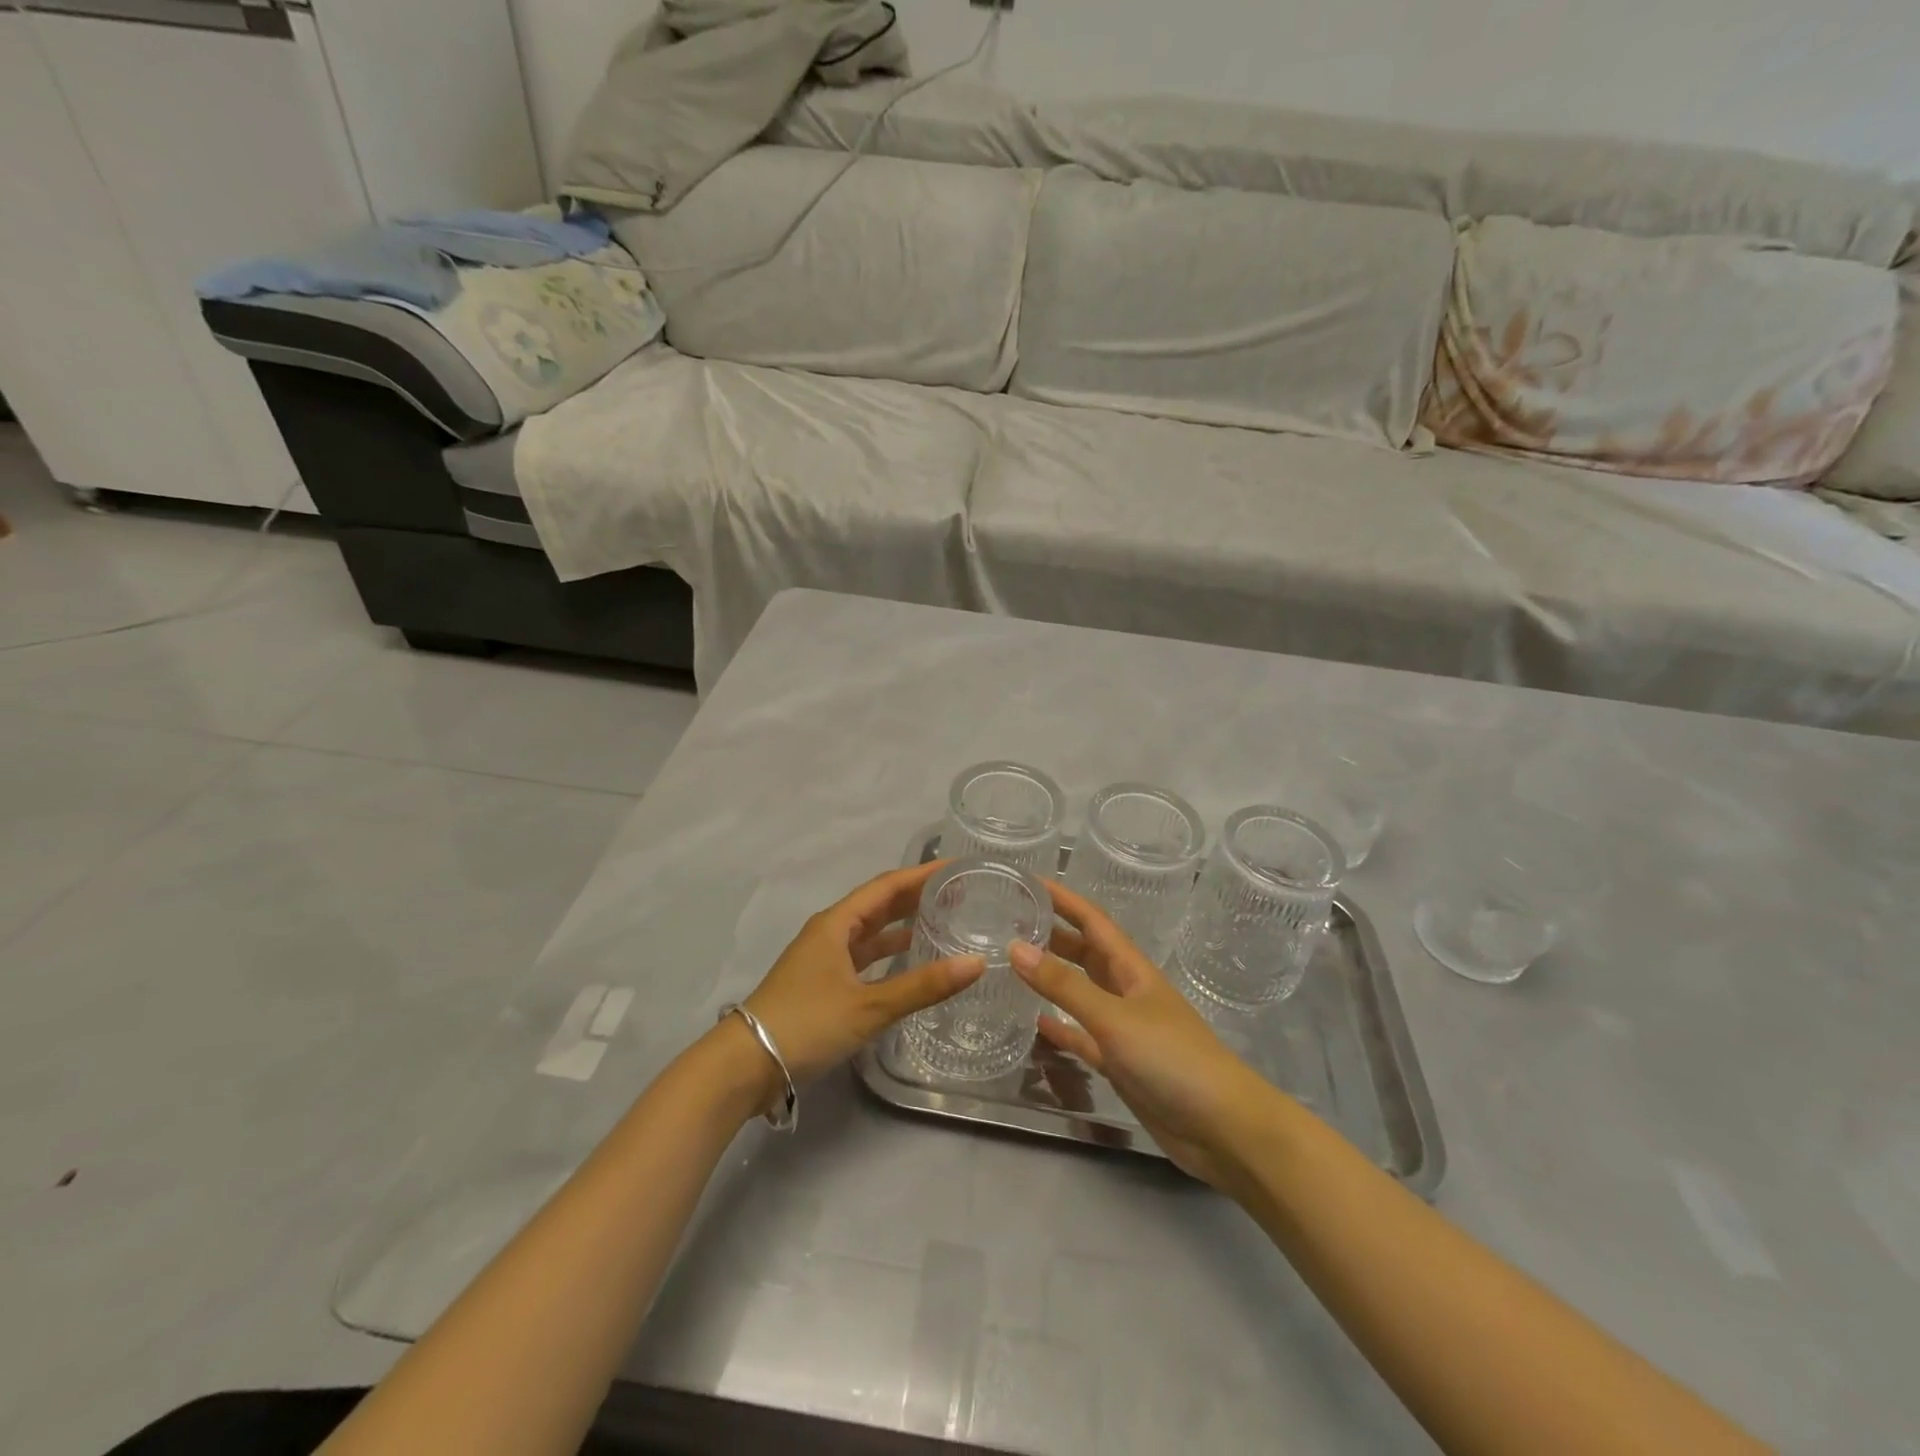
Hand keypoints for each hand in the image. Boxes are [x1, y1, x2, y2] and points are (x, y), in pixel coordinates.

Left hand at [738, 862, 984, 1099]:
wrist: (747, 1064)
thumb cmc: (806, 1023)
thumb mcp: (868, 1006)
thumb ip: (922, 986)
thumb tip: (975, 963)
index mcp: (837, 923)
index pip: (887, 886)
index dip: (921, 874)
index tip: (956, 866)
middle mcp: (830, 932)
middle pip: (879, 904)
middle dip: (916, 896)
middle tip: (958, 893)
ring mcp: (824, 958)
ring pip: (871, 932)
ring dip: (903, 925)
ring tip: (943, 921)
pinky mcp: (823, 983)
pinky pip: (863, 956)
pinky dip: (888, 954)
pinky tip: (910, 962)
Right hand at [1009, 882, 1280, 1188]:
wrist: (1222, 1128)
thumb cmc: (1172, 1058)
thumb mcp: (1114, 1017)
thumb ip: (1065, 986)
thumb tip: (1015, 947)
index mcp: (1132, 969)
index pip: (1093, 922)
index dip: (1064, 900)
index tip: (1030, 882)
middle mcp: (1128, 992)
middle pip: (1086, 954)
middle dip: (1054, 936)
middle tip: (1011, 923)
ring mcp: (1125, 1029)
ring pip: (1082, 993)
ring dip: (1054, 979)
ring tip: (1014, 966)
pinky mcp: (1121, 1063)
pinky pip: (1083, 1037)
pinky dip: (1062, 1028)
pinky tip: (1035, 1023)